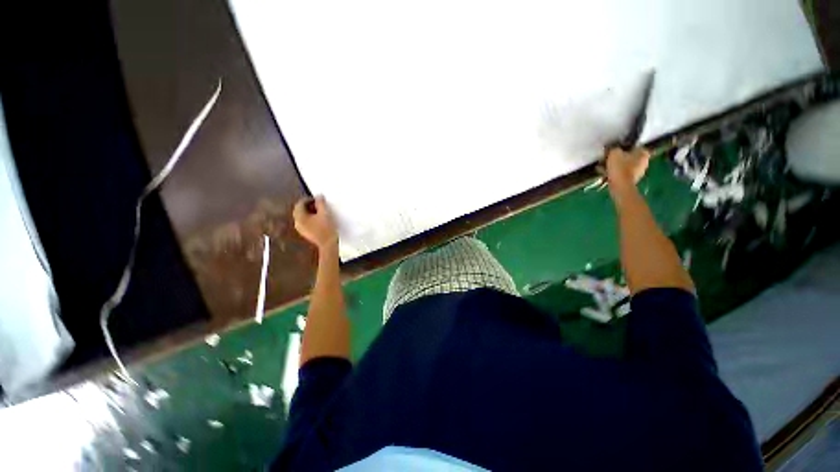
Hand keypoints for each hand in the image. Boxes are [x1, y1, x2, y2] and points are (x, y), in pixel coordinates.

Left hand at [293, 196, 338, 252]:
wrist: (328, 244)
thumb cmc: (326, 228)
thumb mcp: (325, 213)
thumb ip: (321, 203)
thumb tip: (319, 196)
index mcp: (299, 217)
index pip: (300, 204)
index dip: (308, 199)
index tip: (318, 199)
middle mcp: (297, 222)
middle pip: (300, 210)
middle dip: (308, 205)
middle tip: (319, 204)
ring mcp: (301, 228)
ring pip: (303, 216)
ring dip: (310, 211)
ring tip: (320, 211)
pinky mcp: (306, 233)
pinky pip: (305, 222)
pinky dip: (310, 218)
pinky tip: (319, 219)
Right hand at [605, 147, 649, 194]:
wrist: (620, 186)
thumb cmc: (620, 167)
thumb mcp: (614, 153)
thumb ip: (613, 148)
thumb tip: (612, 148)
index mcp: (643, 153)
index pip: (632, 146)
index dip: (621, 146)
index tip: (612, 149)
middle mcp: (644, 162)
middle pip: (628, 156)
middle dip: (616, 157)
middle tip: (606, 157)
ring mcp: (638, 172)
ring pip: (623, 165)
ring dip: (613, 165)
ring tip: (602, 166)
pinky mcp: (630, 179)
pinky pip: (621, 172)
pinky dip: (613, 172)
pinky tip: (604, 172)